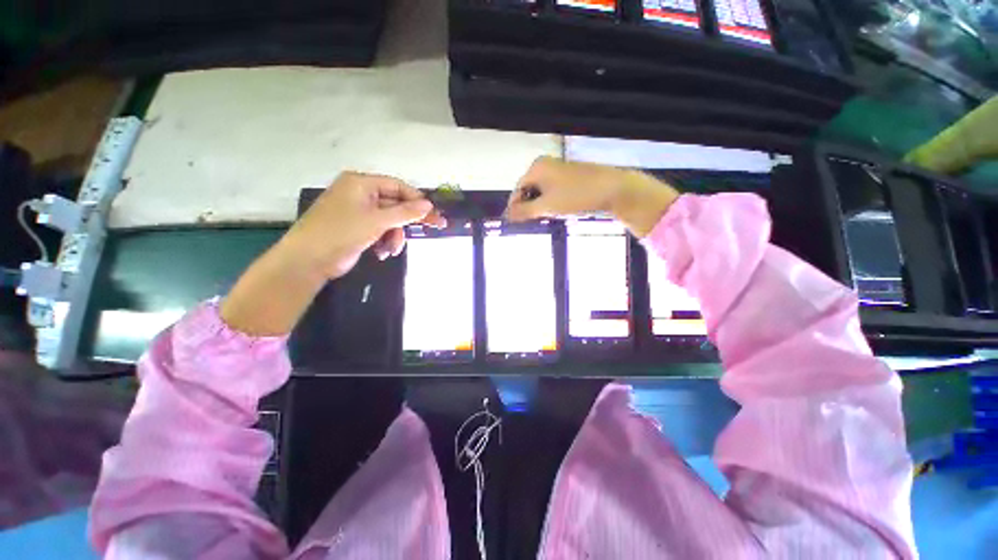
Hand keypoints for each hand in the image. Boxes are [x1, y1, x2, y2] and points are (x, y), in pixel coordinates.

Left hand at [221, 172, 442, 335]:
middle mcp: (360, 194)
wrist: (309, 259)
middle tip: (435, 227)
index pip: (397, 186)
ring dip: (394, 236)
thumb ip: (405, 212)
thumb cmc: (342, 232)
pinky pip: (380, 231)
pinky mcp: (357, 229)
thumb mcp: (377, 221)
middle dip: (406, 222)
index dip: (416, 200)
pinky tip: (382, 253)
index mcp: (361, 183)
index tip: (433, 213)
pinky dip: (384, 242)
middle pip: (395, 205)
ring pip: (389, 221)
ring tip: (391, 250)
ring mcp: (358, 212)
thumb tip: (429, 205)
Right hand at [505, 156, 679, 236]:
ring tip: (545, 218)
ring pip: (540, 192)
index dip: (515, 208)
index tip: (515, 225)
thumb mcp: (547, 206)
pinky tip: (557, 211)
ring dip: (539, 206)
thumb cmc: (576, 196)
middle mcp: (545, 165)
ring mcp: (558, 170)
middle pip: (528, 190)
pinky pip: (552, 191)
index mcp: (536, 168)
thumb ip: (524, 211)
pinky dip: (550, 202)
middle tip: (532, 223)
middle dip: (528, 207)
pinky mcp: (569, 177)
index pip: (517, 190)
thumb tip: (507, 216)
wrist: (613, 189)